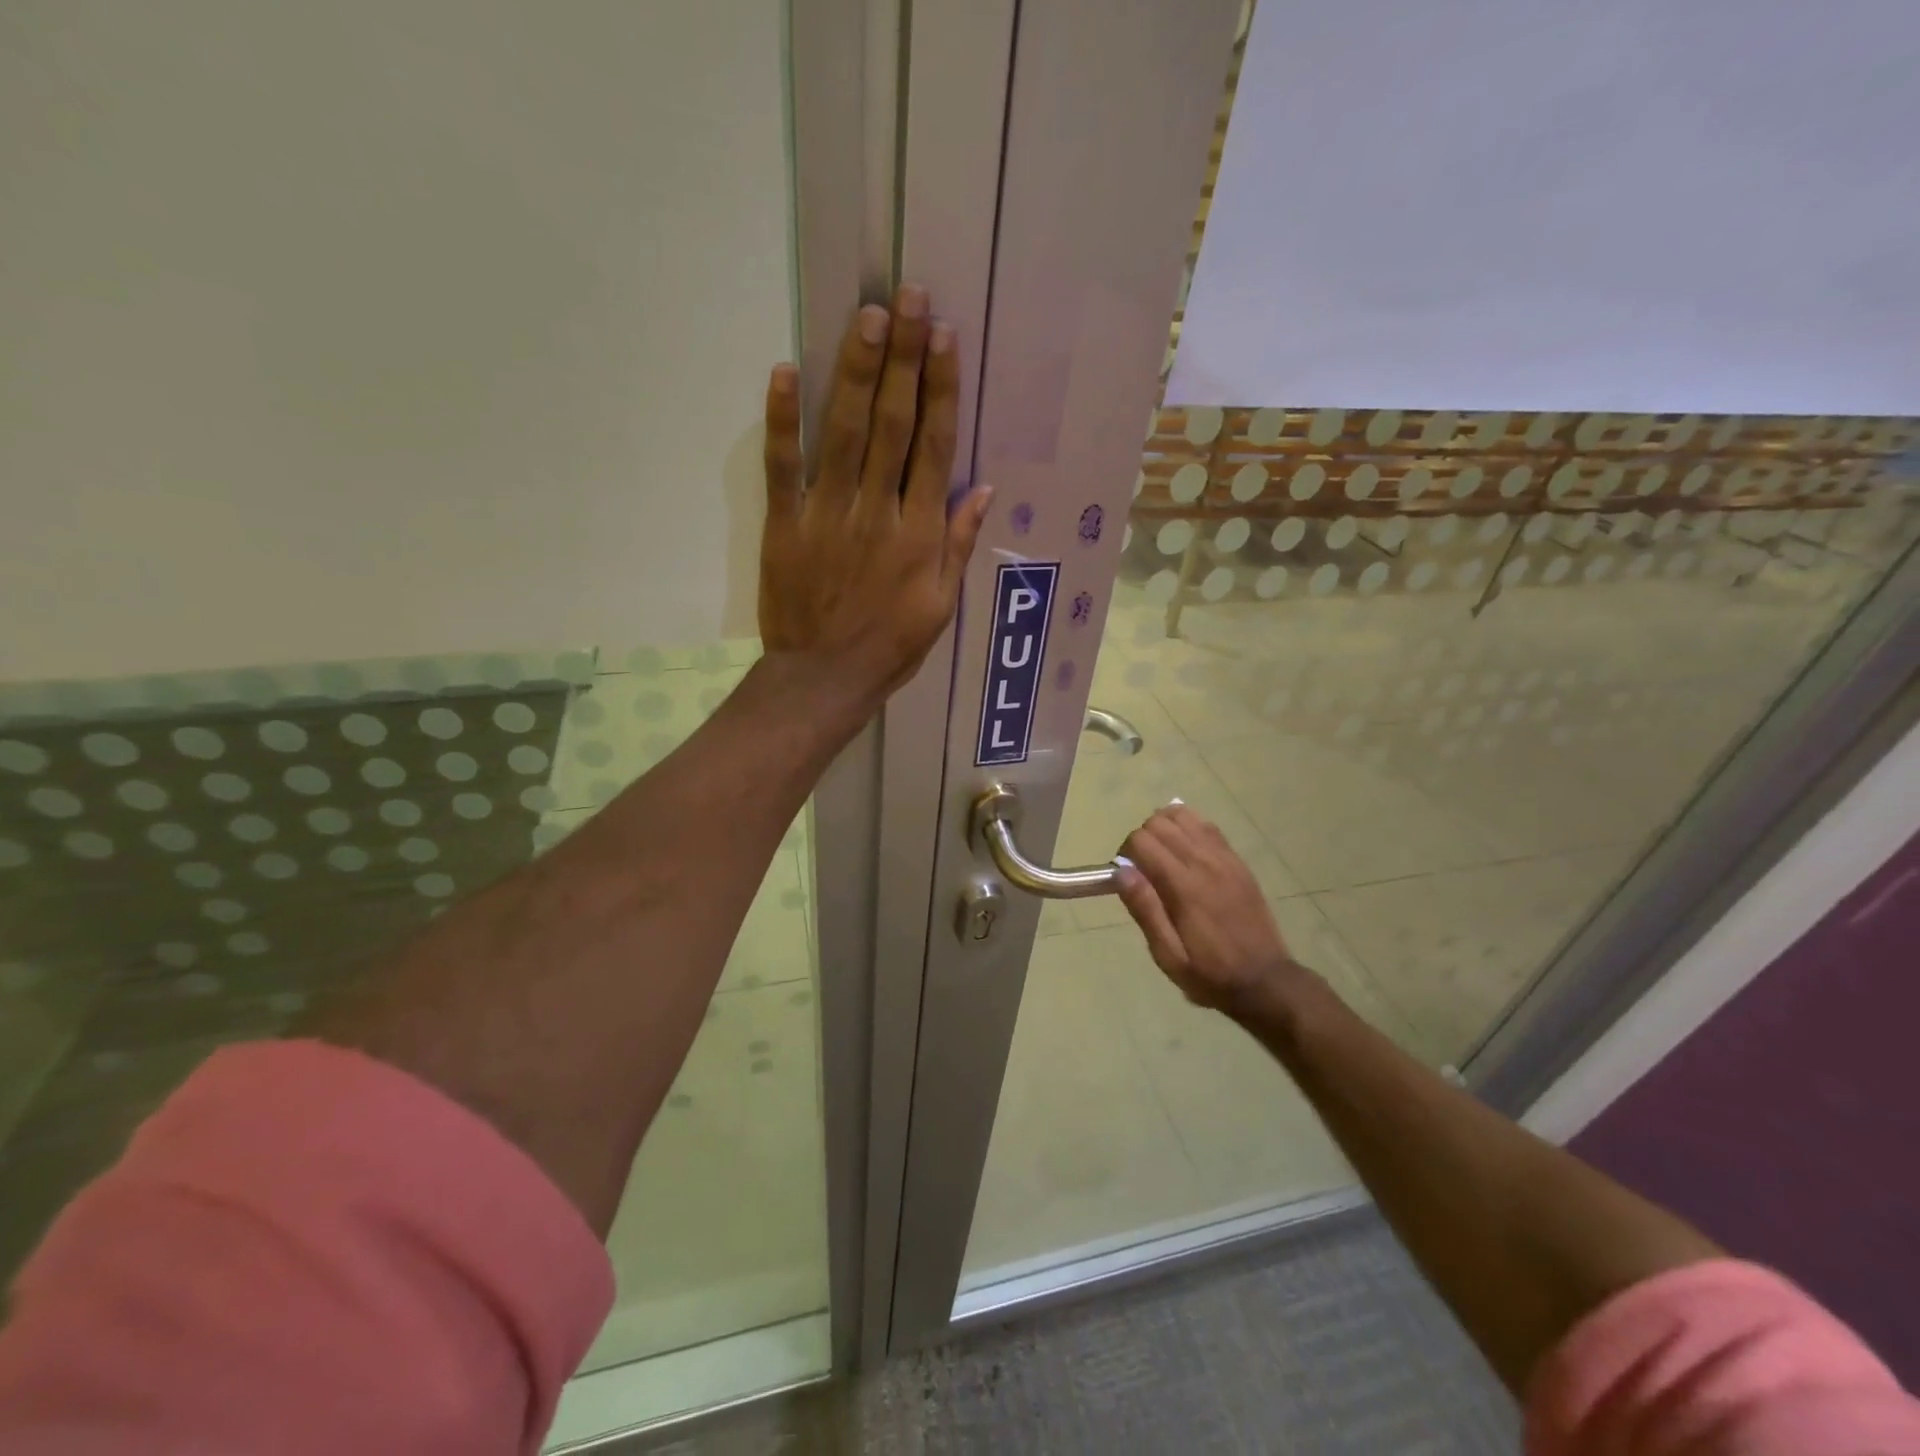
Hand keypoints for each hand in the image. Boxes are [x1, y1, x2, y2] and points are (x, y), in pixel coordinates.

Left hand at [759, 286, 992, 702]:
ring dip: (857, 372)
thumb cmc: (890, 646)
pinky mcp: (785, 524)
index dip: (941, 389)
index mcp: (919, 533)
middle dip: (904, 358)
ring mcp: (828, 514)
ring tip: (870, 316)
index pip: (935, 447)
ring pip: (845, 433)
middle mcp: (878, 512)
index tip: (945, 337)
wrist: (824, 678)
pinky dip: (783, 420)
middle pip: (894, 425)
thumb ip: (958, 545)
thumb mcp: (941, 606)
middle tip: (910, 296)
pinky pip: (783, 467)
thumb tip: (984, 489)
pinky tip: (787, 370)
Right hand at [1116, 805, 1309, 1013]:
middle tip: (1144, 870)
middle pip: (1159, 822)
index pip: (1142, 840)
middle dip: (1143, 839)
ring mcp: (1224, 858)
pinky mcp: (1237, 861)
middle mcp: (1204, 862)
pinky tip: (1186, 853)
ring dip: (1165, 829)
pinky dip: (1188, 829)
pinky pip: (1207, 826)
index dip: (1126, 854)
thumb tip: (1121, 871)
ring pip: (1183, 815)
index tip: (1127, 878)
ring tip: (1163, 857)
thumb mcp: (1168, 955)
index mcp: (1183, 886)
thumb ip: (1145, 910)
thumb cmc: (1210, 973)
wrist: (1266, 980)